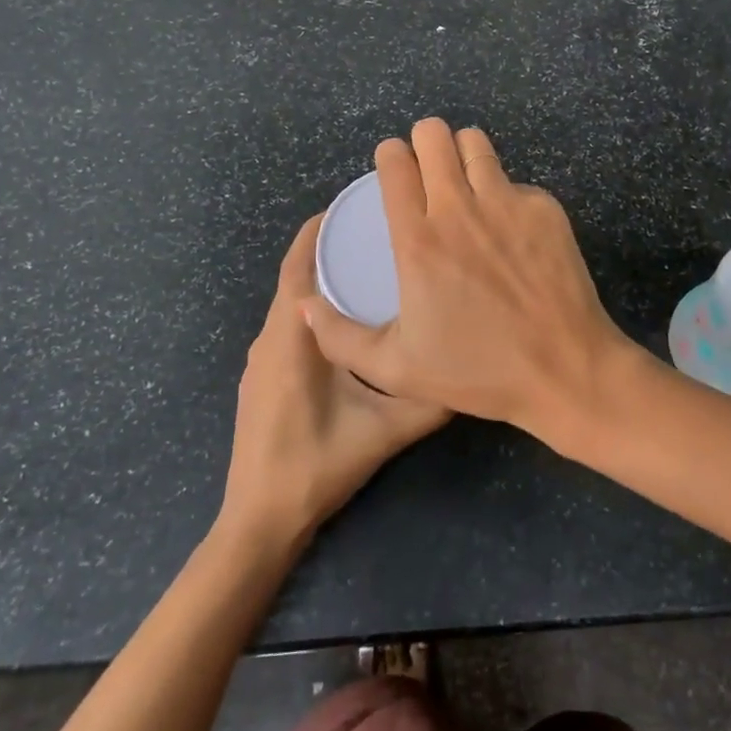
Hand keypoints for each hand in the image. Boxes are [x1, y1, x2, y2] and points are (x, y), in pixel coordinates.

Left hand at [219, 216, 450, 547]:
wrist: (259, 521)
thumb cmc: (316, 466)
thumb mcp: (383, 432)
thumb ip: (428, 402)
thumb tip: (470, 372)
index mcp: (291, 338)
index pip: (298, 266)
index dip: (318, 232)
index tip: (353, 209)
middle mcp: (269, 339)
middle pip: (295, 279)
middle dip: (329, 252)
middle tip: (375, 236)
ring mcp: (260, 360)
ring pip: (291, 305)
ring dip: (321, 283)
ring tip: (368, 272)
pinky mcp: (261, 379)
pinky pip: (288, 328)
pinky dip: (314, 312)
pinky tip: (347, 325)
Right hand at [303, 119, 632, 441]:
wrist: (565, 369)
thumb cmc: (478, 371)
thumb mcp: (395, 369)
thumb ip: (340, 337)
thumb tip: (305, 305)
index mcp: (419, 240)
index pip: (396, 163)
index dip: (389, 155)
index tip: (392, 166)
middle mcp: (461, 208)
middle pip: (434, 135)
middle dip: (424, 141)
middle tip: (426, 166)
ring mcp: (508, 203)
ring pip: (476, 143)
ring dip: (462, 152)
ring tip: (463, 179)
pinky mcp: (545, 208)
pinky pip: (515, 181)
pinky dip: (504, 192)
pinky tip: (507, 227)